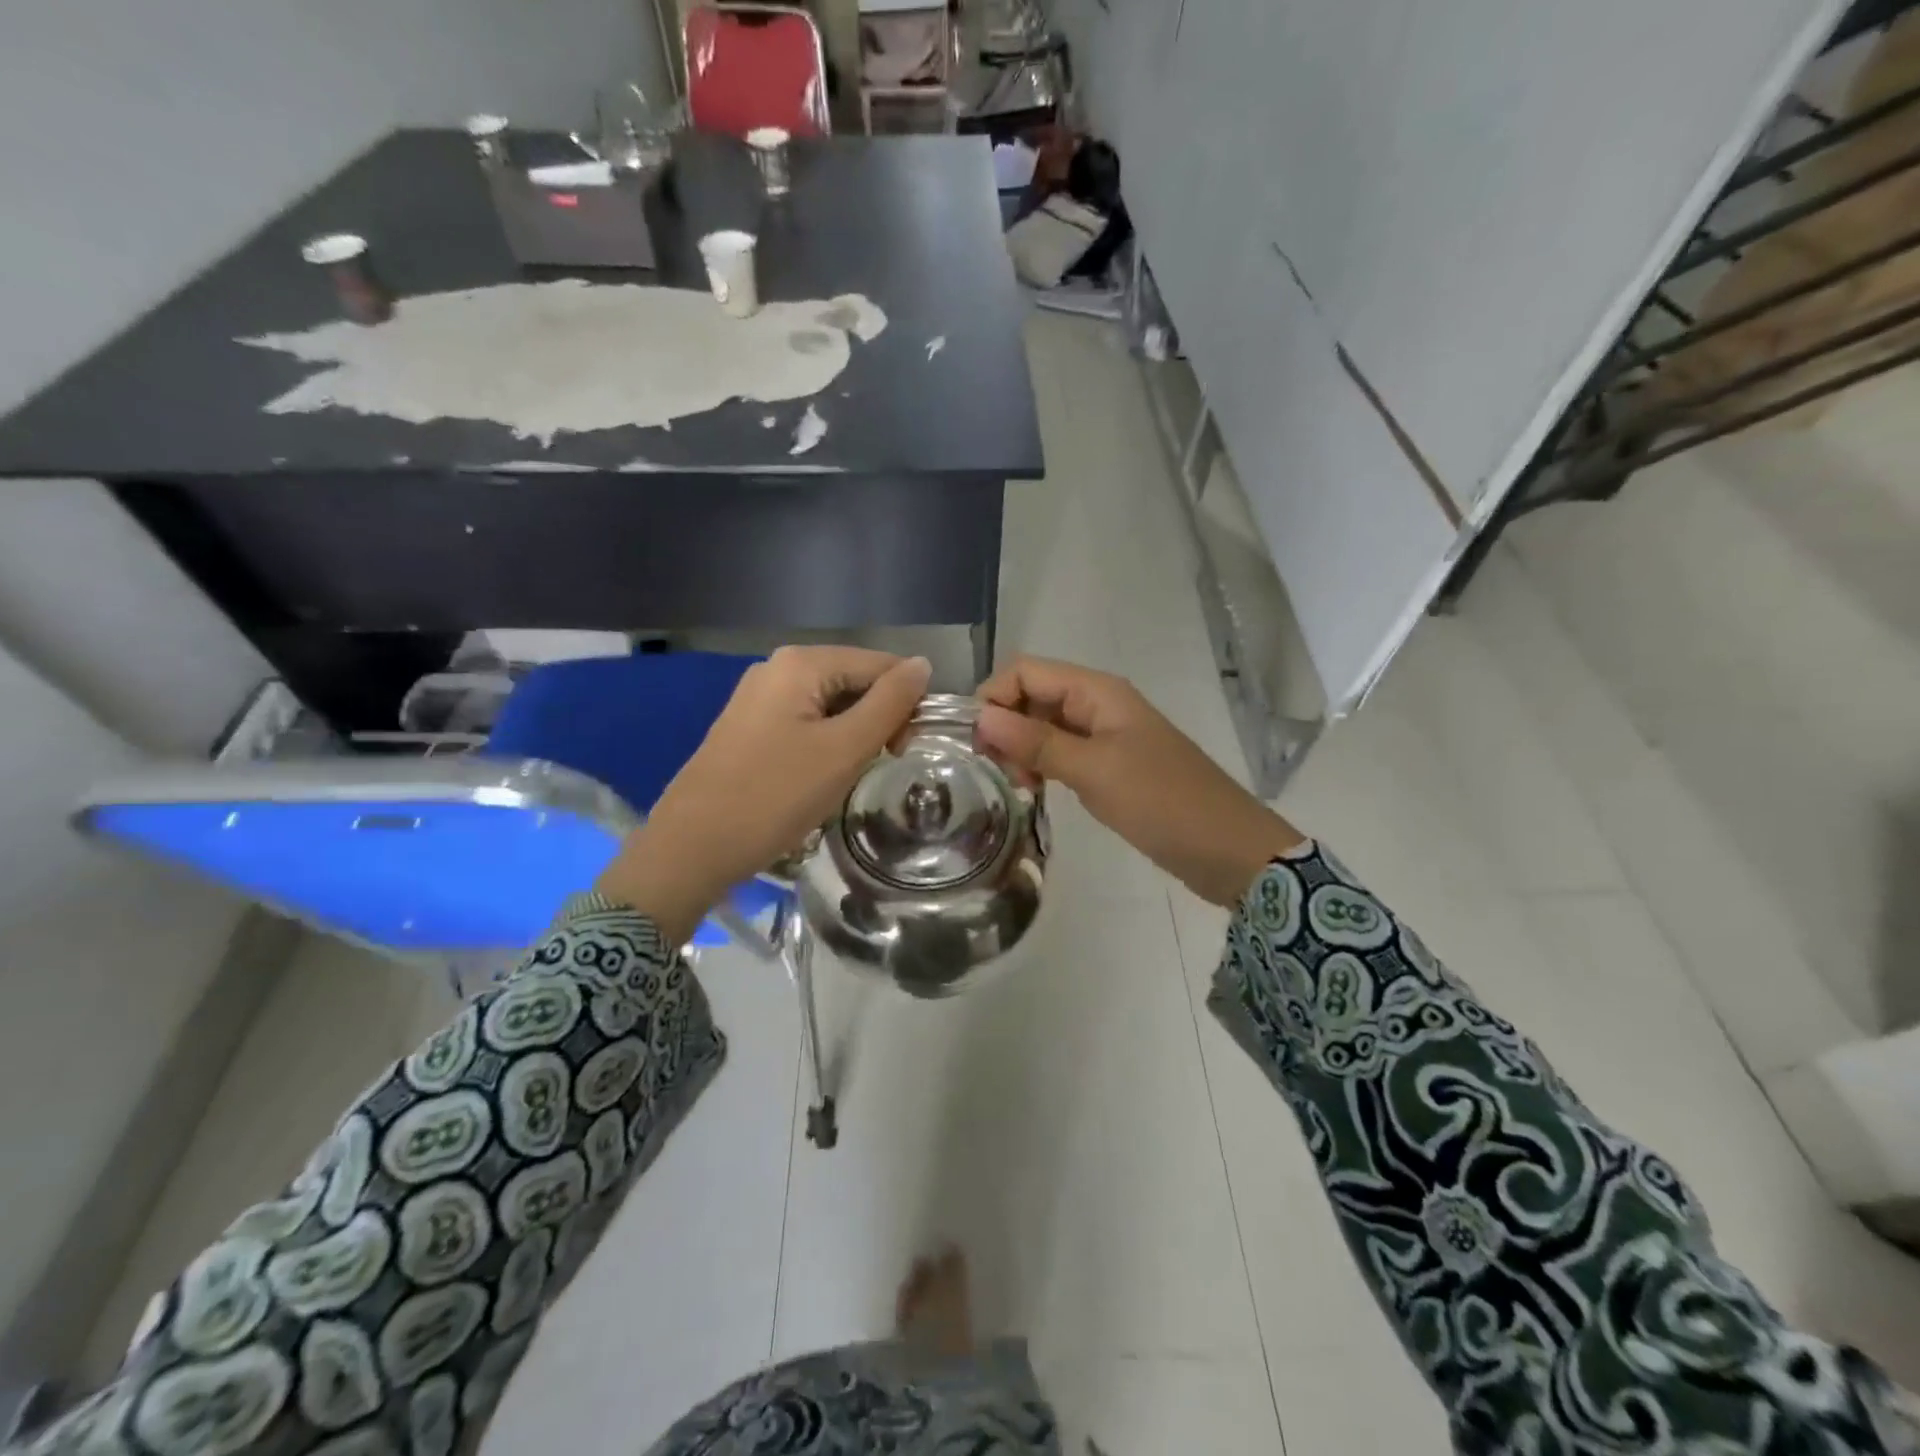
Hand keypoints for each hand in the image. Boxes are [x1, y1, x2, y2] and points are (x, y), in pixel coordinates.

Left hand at [598, 646, 932, 941]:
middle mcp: (778, 667)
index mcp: (802, 663)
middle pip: (854, 681)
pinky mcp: (749, 727)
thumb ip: (890, 703)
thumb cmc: (775, 795)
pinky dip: (825, 745)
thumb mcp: (844, 749)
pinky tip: (819, 777)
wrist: (692, 847)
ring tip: (848, 776)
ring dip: (852, 736)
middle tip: (880, 766)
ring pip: (831, 706)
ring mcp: (759, 697)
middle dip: (878, 720)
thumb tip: (923, 664)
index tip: (905, 752)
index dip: (905, 704)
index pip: (881, 665)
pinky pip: (805, 723)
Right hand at [974, 656, 1302, 906]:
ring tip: (1015, 785)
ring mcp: (1105, 735)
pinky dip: (1042, 765)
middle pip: (1033, 695)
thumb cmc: (1163, 802)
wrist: (1228, 849)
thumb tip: (981, 717)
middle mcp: (1098, 704)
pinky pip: (1063, 752)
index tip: (974, 743)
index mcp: (1098, 691)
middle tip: (996, 771)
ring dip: (1021, 748)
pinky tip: (1033, 790)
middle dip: (1005, 725)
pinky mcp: (1109, 765)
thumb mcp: (1095, 770)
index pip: (1025, 671)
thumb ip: (1037, 742)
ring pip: (1045, 725)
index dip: (994, 697)